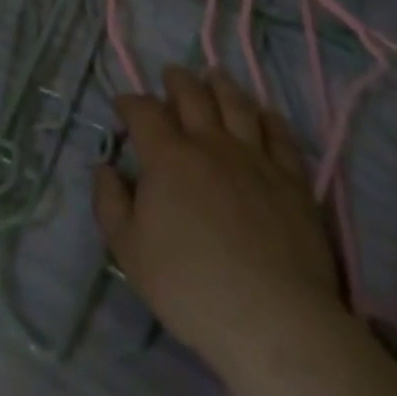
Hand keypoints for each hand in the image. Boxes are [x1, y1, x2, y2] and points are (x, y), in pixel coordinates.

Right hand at [94, 68, 341, 371]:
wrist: (273, 320)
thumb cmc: (190, 287)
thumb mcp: (129, 251)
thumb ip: (110, 203)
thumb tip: (104, 167)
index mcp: (167, 157)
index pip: (143, 111)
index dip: (130, 102)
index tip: (123, 104)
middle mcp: (209, 144)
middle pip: (192, 95)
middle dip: (177, 80)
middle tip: (171, 75)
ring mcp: (254, 158)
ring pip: (236, 104)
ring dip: (221, 85)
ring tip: (214, 75)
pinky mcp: (292, 180)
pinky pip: (280, 135)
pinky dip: (269, 118)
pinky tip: (264, 115)